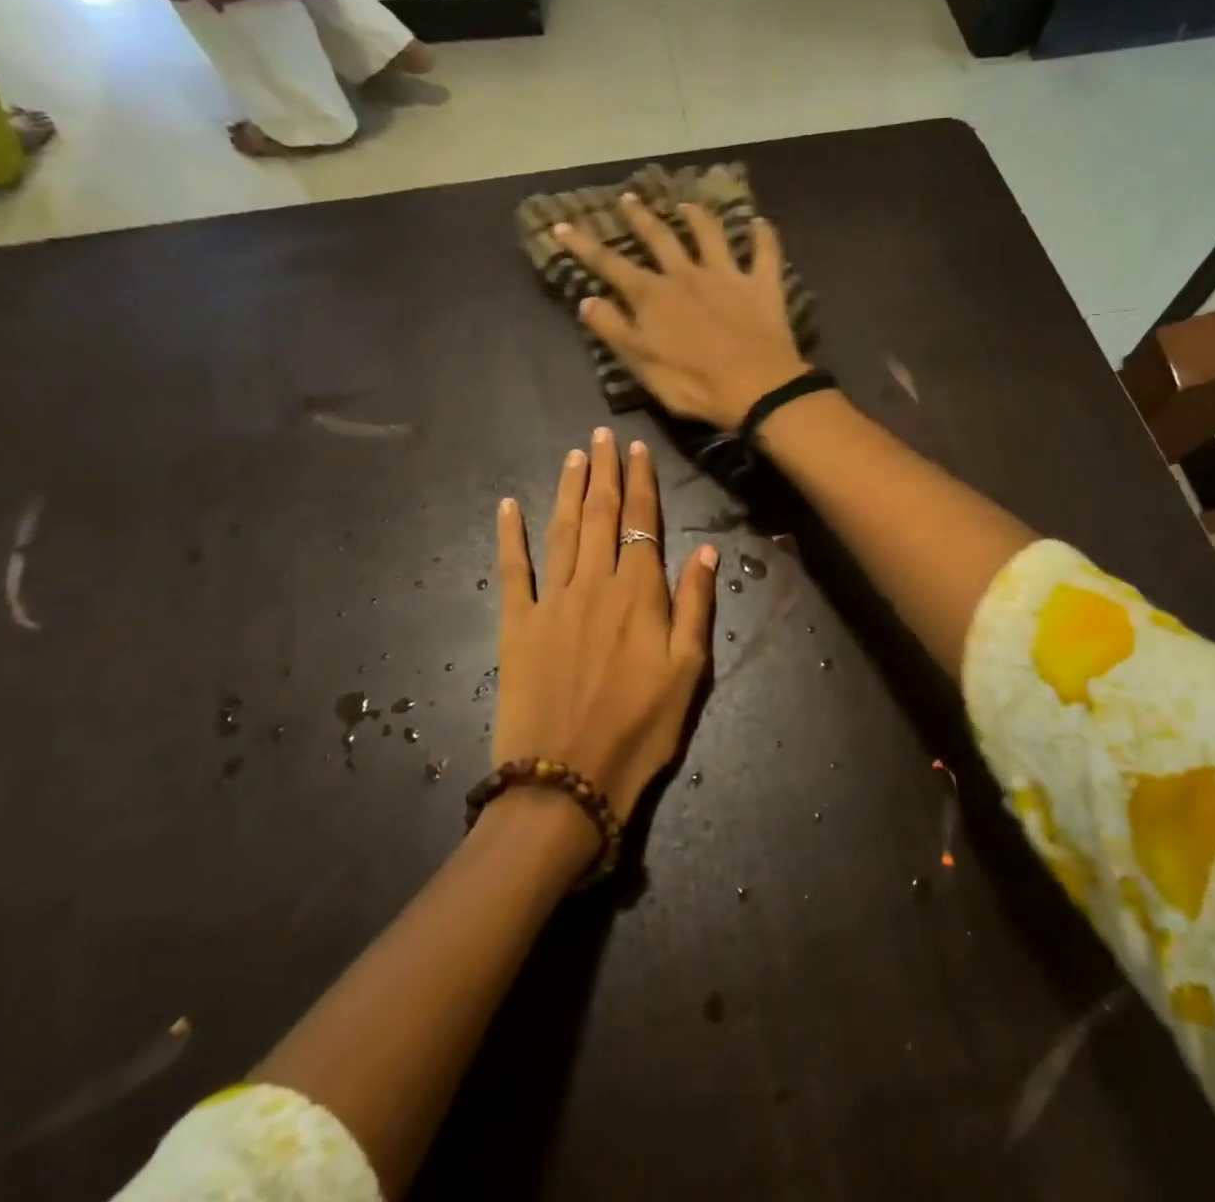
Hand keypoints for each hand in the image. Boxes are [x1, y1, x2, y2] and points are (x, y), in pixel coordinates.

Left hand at [493, 429, 717, 824]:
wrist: (566, 779)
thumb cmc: (640, 729)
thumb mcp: (689, 672)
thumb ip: (696, 605)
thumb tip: (706, 549)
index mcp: (639, 593)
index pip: (641, 523)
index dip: (641, 483)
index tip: (637, 449)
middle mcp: (594, 584)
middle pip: (599, 515)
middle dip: (603, 471)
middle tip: (602, 435)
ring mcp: (551, 601)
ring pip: (561, 530)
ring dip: (567, 489)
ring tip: (573, 455)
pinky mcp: (516, 625)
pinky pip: (512, 570)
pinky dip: (509, 535)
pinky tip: (507, 506)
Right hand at [554, 196, 810, 429]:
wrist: (757, 389)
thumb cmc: (694, 384)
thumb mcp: (642, 365)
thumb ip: (614, 330)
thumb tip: (587, 300)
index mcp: (653, 296)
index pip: (610, 264)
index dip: (584, 245)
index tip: (562, 224)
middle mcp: (686, 275)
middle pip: (659, 238)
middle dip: (640, 218)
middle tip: (628, 198)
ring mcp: (727, 276)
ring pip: (710, 235)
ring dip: (697, 217)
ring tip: (687, 204)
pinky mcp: (762, 286)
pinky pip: (765, 253)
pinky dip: (763, 236)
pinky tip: (760, 222)